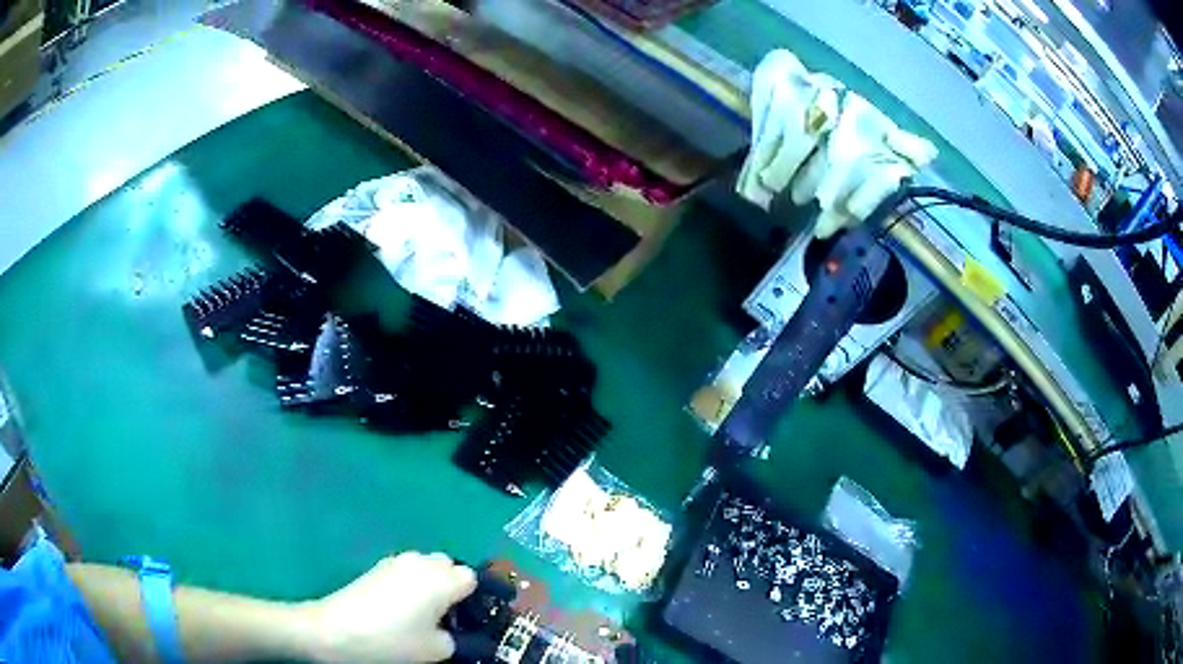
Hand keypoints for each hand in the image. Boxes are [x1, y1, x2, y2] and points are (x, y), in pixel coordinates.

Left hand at [300, 552, 477, 662]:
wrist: (336, 630)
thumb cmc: (392, 640)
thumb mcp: (435, 650)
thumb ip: (454, 637)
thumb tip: (448, 630)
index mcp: (441, 579)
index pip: (471, 578)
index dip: (471, 598)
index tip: (465, 619)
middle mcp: (421, 562)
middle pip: (448, 566)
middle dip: (450, 586)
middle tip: (445, 616)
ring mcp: (395, 562)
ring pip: (425, 566)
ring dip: (429, 583)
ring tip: (421, 612)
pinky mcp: (376, 567)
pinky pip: (405, 571)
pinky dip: (409, 584)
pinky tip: (398, 608)